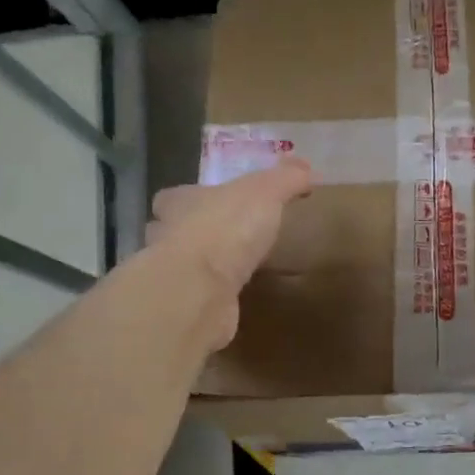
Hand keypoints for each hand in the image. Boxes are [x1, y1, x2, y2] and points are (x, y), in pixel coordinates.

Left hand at [148, 158, 311, 344]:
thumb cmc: (227, 228)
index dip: (193, 198)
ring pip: (186, 266)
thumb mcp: (265, 191)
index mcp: (179, 203)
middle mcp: (167, 237)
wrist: (201, 289)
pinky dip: (214, 296)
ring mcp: (174, 276)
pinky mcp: (186, 307)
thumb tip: (306, 167)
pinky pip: (201, 296)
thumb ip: (285, 178)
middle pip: (175, 231)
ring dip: (205, 266)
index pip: (175, 197)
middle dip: (196, 232)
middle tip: (228, 237)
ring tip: (236, 268)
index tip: (216, 203)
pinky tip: (236, 297)